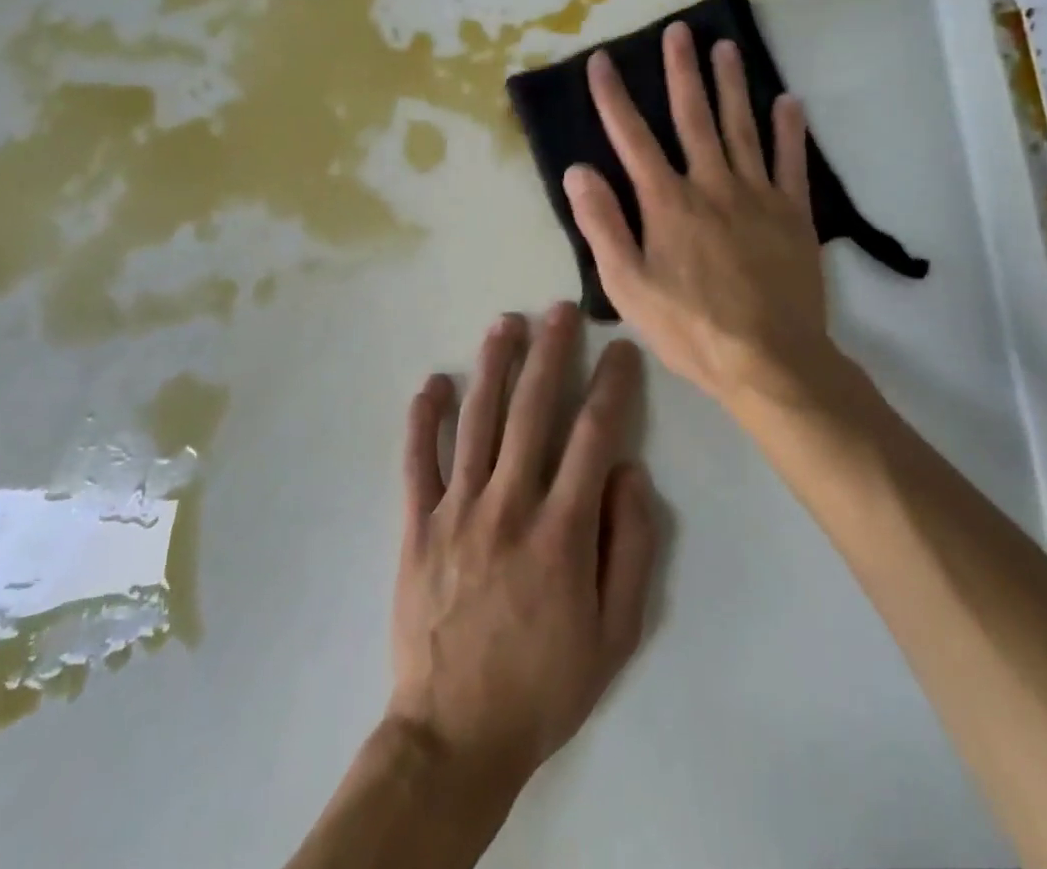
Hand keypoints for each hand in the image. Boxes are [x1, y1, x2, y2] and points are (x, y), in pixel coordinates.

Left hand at [387, 304, 657, 804]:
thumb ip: (630, 548)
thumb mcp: (615, 635)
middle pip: (533, 411)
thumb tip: (629, 473)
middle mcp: (509, 505)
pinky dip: (423, 419)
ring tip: (506, 323)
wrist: (455, 736)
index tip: (622, 351)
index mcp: (562, 532)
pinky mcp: (416, 525)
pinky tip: (432, 382)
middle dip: (551, 353)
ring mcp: (456, 511)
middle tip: (561, 310)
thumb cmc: (544, 685)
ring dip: (493, 366)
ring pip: (477, 421)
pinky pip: (417, 461)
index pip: (594, 437)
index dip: (612, 387)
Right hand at [563, 23, 834, 408]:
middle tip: (678, 31)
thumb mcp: (628, 286)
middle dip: (681, 71)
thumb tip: (579, 170)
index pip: (633, 138)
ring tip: (725, 47)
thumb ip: (603, 224)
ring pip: (741, 127)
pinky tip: (788, 101)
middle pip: (693, 117)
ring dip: (731, 85)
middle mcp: (711, 185)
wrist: (770, 360)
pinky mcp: (793, 213)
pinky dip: (789, 130)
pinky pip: (791, 162)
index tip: (602, 61)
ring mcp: (757, 195)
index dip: (614, 97)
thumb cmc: (690, 328)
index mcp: (667, 202)